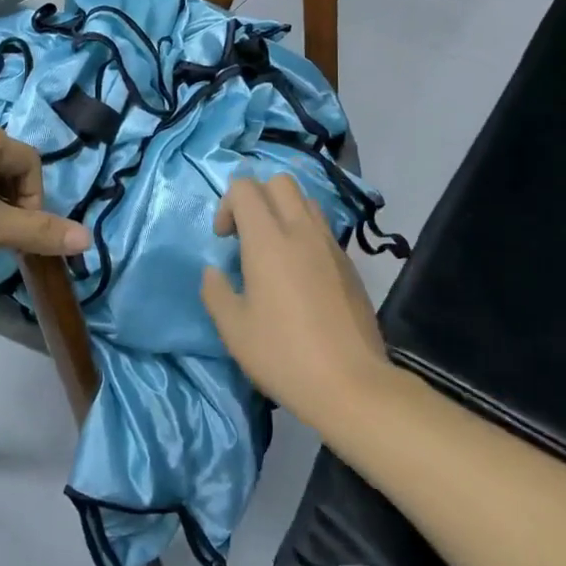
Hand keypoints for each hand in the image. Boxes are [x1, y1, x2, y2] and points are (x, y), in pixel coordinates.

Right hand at [200, 174, 392, 428]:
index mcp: (269, 240)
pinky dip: (304, 234)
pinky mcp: (349, 263)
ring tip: (274, 252)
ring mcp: (331, 245)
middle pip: (279, 182)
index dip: (227, 205)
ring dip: (283, 213)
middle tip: (247, 237)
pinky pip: (322, 229)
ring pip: (305, 201)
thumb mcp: (234, 330)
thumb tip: (213, 272)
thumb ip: (216, 291)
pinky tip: (300, 275)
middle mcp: (302, 231)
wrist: (351, 383)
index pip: (245, 188)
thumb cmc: (284, 355)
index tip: (224, 240)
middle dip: (257, 198)